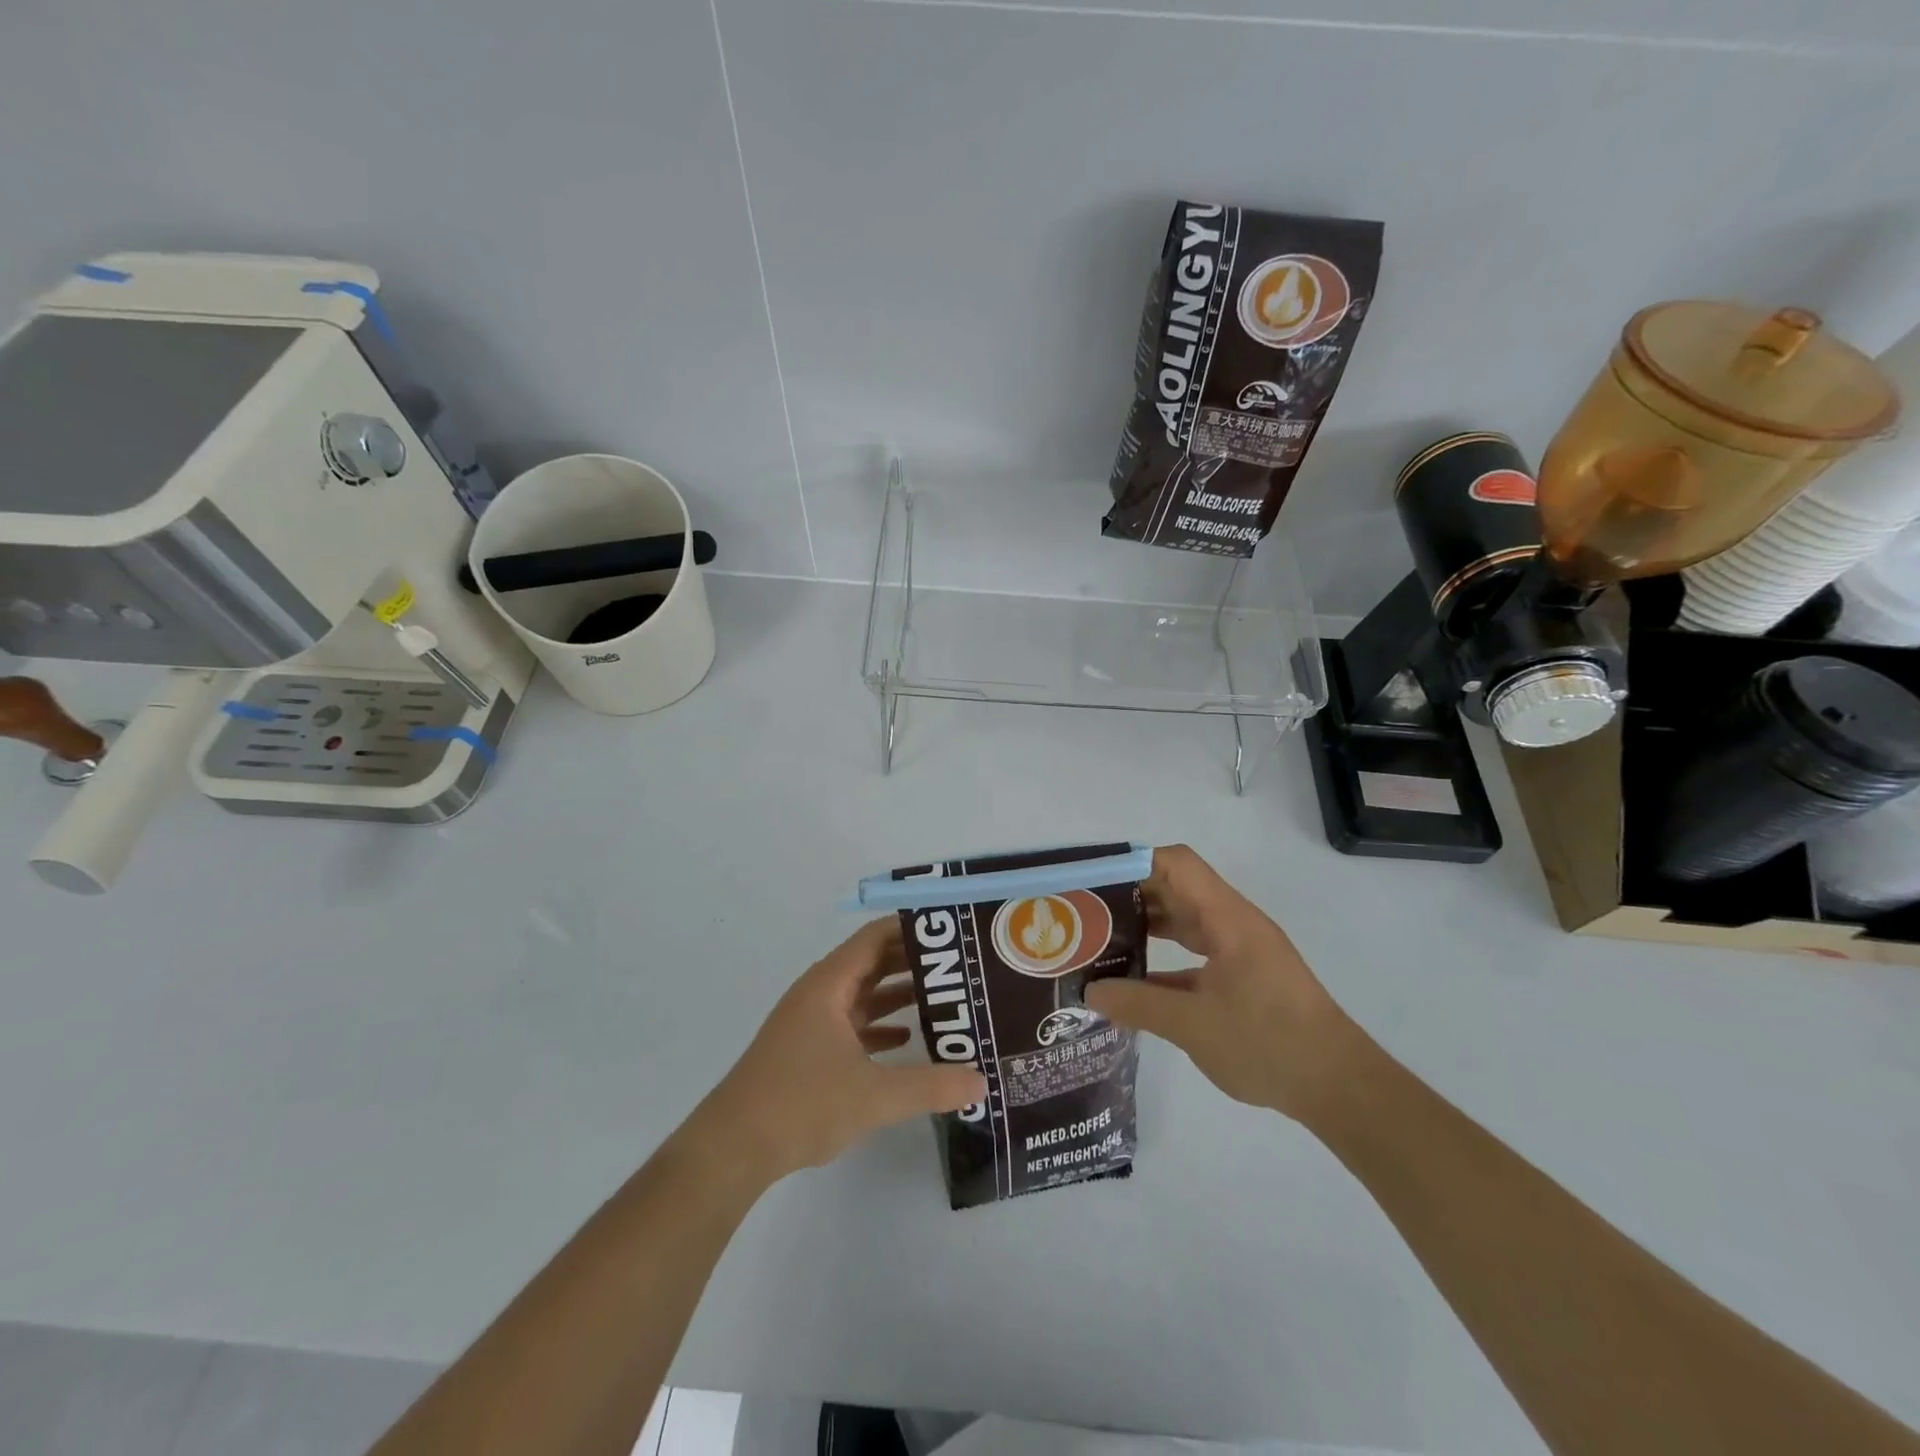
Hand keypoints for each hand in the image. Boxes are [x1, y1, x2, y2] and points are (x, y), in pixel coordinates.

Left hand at [690, 919, 986, 1185]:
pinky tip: (907, 1041)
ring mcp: (811, 1023)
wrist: (733, 1148)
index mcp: (829, 985)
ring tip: (943, 1000)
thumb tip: (981, 1080)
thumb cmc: (800, 1104)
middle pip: (871, 963)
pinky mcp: (807, 1051)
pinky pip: (851, 1025)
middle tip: (958, 966)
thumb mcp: (873, 1096)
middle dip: (912, 962)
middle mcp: (819, 994)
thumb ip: (930, 1086)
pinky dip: (879, 1027)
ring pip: (862, 996)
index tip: (950, 930)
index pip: (875, 937)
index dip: (911, 928)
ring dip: (897, 995)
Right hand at [1084, 844, 1357, 1120]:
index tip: (1092, 881)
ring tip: (1100, 939)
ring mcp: (1239, 949)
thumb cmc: (1269, 1044)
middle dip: (1130, 895)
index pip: (1176, 864)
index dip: (1133, 863)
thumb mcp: (1193, 1026)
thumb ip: (1137, 1004)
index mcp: (1227, 918)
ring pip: (1184, 920)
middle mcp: (1233, 923)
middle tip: (1084, 912)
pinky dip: (1163, 955)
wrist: (1339, 1087)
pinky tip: (1133, 978)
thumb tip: (1089, 991)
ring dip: (1145, 925)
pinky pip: (1194, 950)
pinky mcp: (1242, 975)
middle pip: (1176, 888)